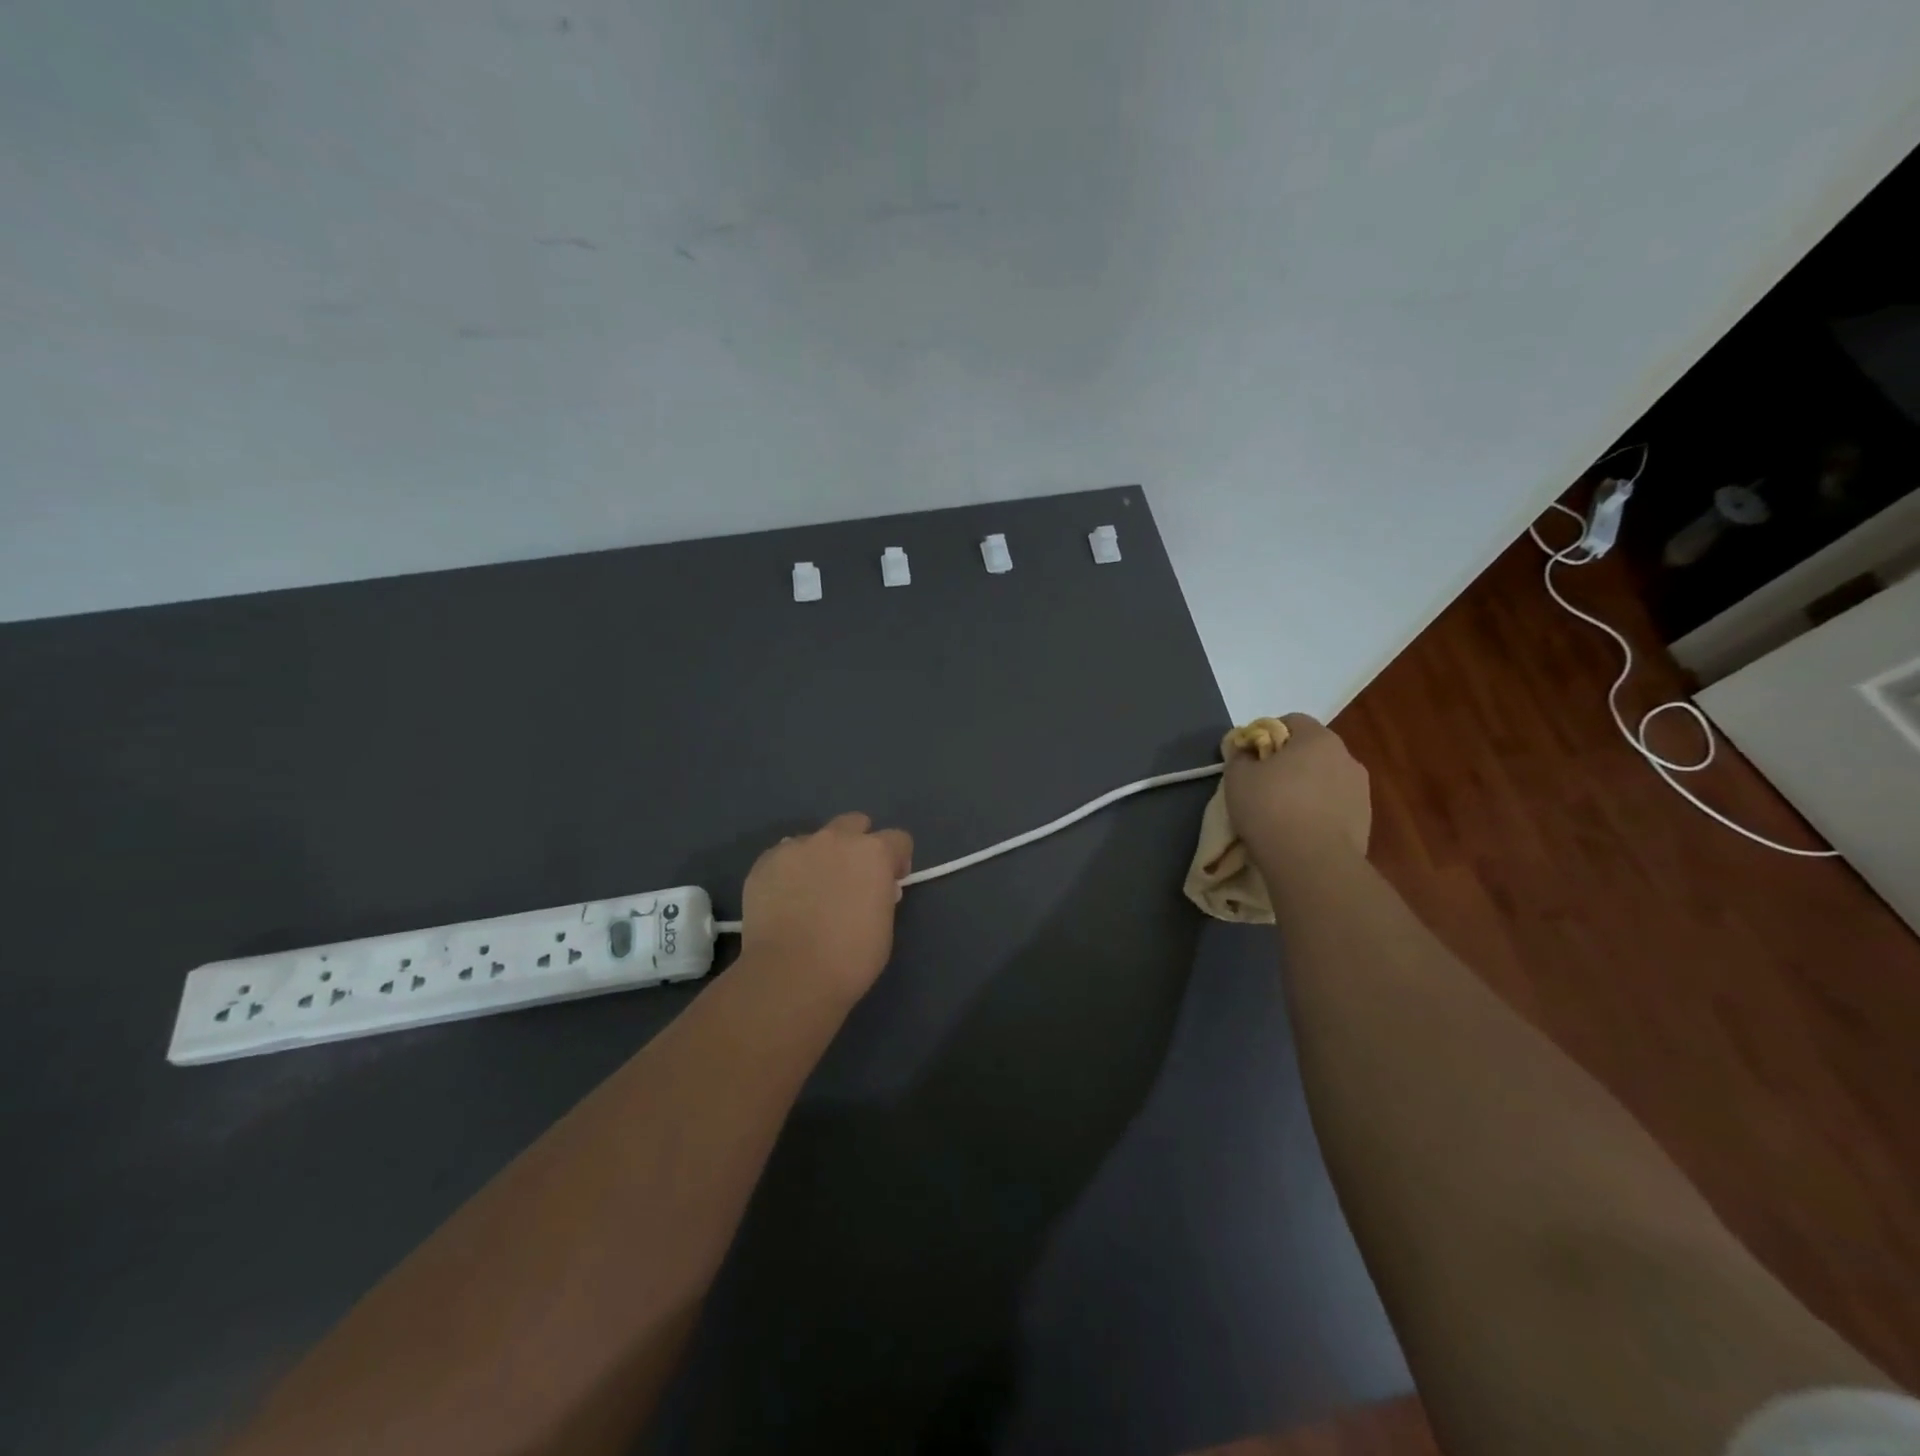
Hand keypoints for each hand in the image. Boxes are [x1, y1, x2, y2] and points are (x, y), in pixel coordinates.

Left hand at [739, 812, 913, 1003]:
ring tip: (811, 891)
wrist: (790, 974)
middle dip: (858, 844)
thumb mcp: (884, 924)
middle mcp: (836, 839)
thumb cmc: (850, 958)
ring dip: (821, 857)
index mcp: (874, 853)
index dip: (897, 860)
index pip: (898, 839)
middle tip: (851, 879)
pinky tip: (785, 899)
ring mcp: (797, 846)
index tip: (890, 883)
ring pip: (815, 839)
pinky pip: (784, 855)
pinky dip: (790, 871)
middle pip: (855, 823)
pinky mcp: (765, 861)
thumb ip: (881, 894)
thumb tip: (873, 888)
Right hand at [1224, 713, 1370, 866]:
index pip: (1292, 720)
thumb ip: (1239, 756)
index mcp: (1318, 739)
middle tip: (1263, 783)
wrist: (1312, 863)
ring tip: (1282, 811)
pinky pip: (1335, 805)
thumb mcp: (1237, 777)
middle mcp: (1346, 757)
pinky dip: (1319, 810)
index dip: (1267, 733)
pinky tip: (1300, 830)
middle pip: (1312, 750)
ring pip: (1325, 778)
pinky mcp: (1365, 820)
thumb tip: (1245, 751)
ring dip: (1306, 787)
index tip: (1250, 755)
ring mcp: (1360, 790)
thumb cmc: (1270, 808)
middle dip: (1289, 761)